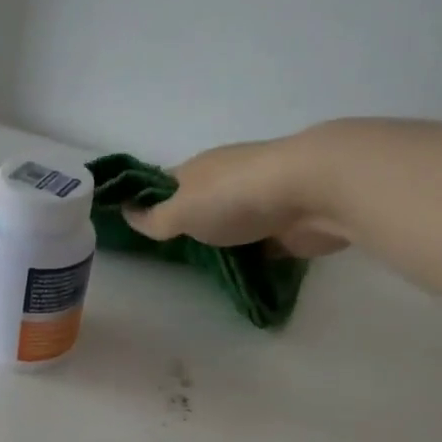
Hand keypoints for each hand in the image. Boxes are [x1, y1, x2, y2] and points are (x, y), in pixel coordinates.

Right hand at [123, 131, 351, 255]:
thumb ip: (154, 219)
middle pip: (198, 204)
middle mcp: (226, 180)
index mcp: (198, 170)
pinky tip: (239, 272)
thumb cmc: (236, 197)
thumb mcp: (181, 211)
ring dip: (219, 241)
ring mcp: (258, 201)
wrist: (313, 192)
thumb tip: (127, 212)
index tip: (136, 226)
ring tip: (202, 270)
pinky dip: (249, 254)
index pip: (164, 184)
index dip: (148, 201)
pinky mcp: (285, 222)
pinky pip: (258, 242)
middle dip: (186, 225)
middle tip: (169, 257)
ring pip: (229, 223)